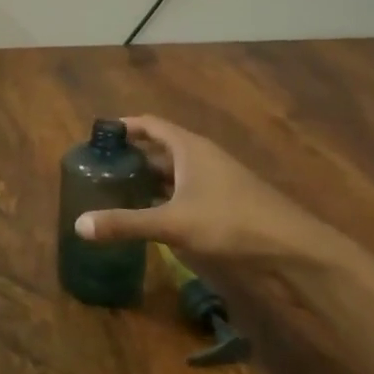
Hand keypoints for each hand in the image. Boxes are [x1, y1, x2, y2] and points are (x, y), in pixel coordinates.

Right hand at [74, 115, 342, 266]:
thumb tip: (78, 225)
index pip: (149, 124)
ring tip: (118, 189)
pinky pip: (186, 189)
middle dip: (131, 155)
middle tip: (100, 167)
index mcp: (189, 147)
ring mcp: (216, 179)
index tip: (98, 136)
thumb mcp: (173, 223)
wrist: (294, 249)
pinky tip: (152, 214)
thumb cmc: (231, 222)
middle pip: (160, 147)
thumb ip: (126, 223)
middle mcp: (202, 156)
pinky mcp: (226, 201)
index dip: (123, 126)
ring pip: (174, 170)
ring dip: (148, 177)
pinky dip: (165, 195)